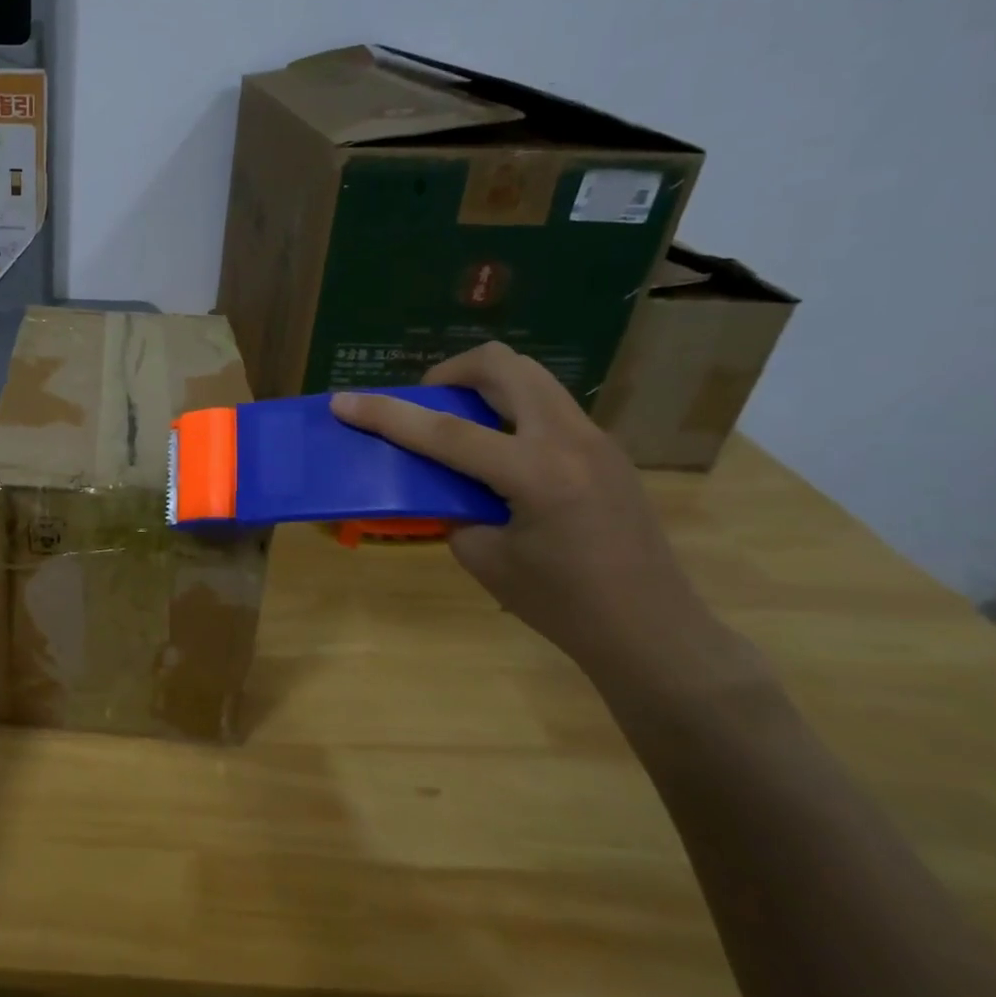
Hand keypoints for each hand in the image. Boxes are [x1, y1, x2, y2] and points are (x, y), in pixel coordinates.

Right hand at [332, 344, 723, 677]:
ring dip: (483, 386)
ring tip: (459, 423)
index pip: (445, 431)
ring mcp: (594, 438)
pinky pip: (546, 404)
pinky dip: (509, 410)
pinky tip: (498, 453)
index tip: (343, 401)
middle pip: (502, 366)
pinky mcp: (604, 448)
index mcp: (536, 474)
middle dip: (451, 373)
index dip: (386, 414)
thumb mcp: (485, 558)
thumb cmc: (561, 605)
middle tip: (427, 403)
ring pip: (530, 377)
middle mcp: (569, 440)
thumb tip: (441, 480)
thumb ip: (453, 506)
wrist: (653, 630)